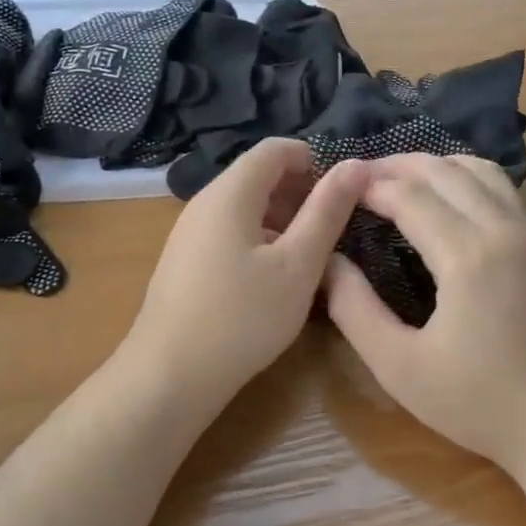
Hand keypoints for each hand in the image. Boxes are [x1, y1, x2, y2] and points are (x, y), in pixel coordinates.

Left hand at [124, 139, 368, 408]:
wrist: (170, 376)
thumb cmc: (243, 318)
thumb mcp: (297, 265)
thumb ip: (327, 212)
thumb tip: (355, 165)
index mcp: (230, 193)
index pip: (275, 149)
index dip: (314, 160)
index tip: (343, 193)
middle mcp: (204, 203)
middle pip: (257, 175)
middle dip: (300, 191)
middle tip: (334, 228)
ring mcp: (189, 233)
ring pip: (244, 207)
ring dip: (282, 218)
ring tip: (310, 255)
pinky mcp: (185, 261)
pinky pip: (229, 232)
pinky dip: (259, 239)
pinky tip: (274, 278)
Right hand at [324, 154, 525, 477]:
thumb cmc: (479, 404)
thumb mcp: (399, 366)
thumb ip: (354, 309)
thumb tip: (328, 261)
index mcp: (468, 256)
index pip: (409, 195)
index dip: (369, 185)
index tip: (336, 186)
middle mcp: (504, 230)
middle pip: (445, 170)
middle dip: (397, 166)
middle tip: (358, 177)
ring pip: (481, 170)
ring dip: (436, 165)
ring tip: (400, 180)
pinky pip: (503, 190)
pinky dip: (466, 178)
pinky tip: (448, 200)